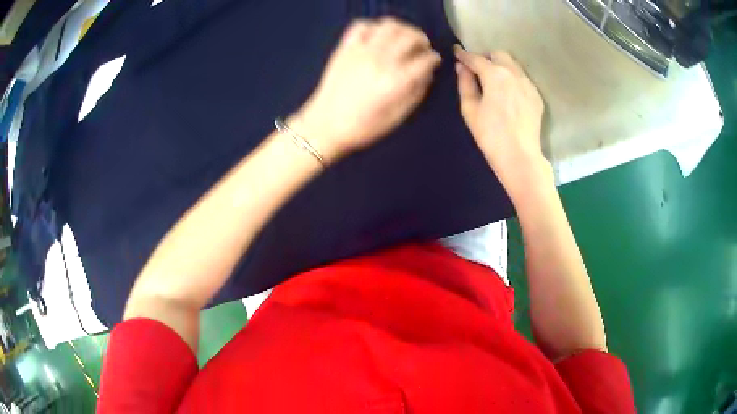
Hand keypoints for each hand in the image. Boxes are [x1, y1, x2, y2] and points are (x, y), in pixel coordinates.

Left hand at [292, 17, 441, 162]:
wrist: (325, 125)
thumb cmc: (363, 127)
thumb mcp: (398, 117)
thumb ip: (416, 93)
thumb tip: (427, 73)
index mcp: (396, 81)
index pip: (425, 59)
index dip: (434, 58)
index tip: (434, 61)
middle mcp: (381, 60)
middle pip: (410, 37)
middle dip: (422, 40)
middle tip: (422, 47)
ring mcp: (361, 51)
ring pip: (389, 25)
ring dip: (402, 28)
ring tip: (403, 37)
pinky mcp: (345, 48)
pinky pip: (361, 26)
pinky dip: (374, 26)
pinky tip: (378, 36)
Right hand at [454, 46, 548, 188]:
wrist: (520, 156)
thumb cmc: (490, 135)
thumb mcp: (470, 109)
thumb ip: (465, 84)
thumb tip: (462, 67)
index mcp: (495, 75)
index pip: (476, 58)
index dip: (463, 54)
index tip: (456, 52)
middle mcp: (514, 73)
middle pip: (498, 54)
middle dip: (486, 57)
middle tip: (477, 69)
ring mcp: (528, 84)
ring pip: (513, 65)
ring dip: (501, 66)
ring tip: (494, 80)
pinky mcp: (536, 96)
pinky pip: (523, 78)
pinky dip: (513, 79)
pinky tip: (509, 94)